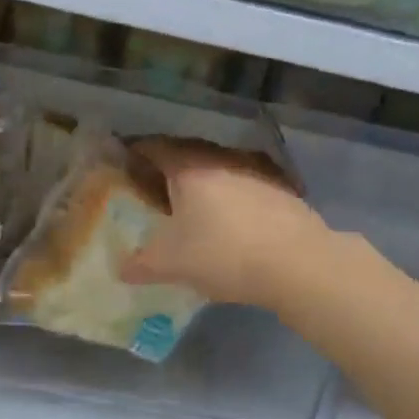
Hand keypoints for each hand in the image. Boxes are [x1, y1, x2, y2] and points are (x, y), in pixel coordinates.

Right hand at [119, 139, 332, 310]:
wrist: (297, 263)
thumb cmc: (222, 255)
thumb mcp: (171, 265)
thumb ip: (142, 264)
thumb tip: (121, 269)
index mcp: (190, 171)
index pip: (157, 149)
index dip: (139, 151)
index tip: (126, 158)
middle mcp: (222, 163)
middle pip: (190, 157)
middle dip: (171, 169)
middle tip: (156, 186)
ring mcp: (257, 176)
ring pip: (221, 172)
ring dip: (206, 185)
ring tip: (194, 207)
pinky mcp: (282, 194)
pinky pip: (245, 190)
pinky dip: (232, 200)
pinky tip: (231, 224)